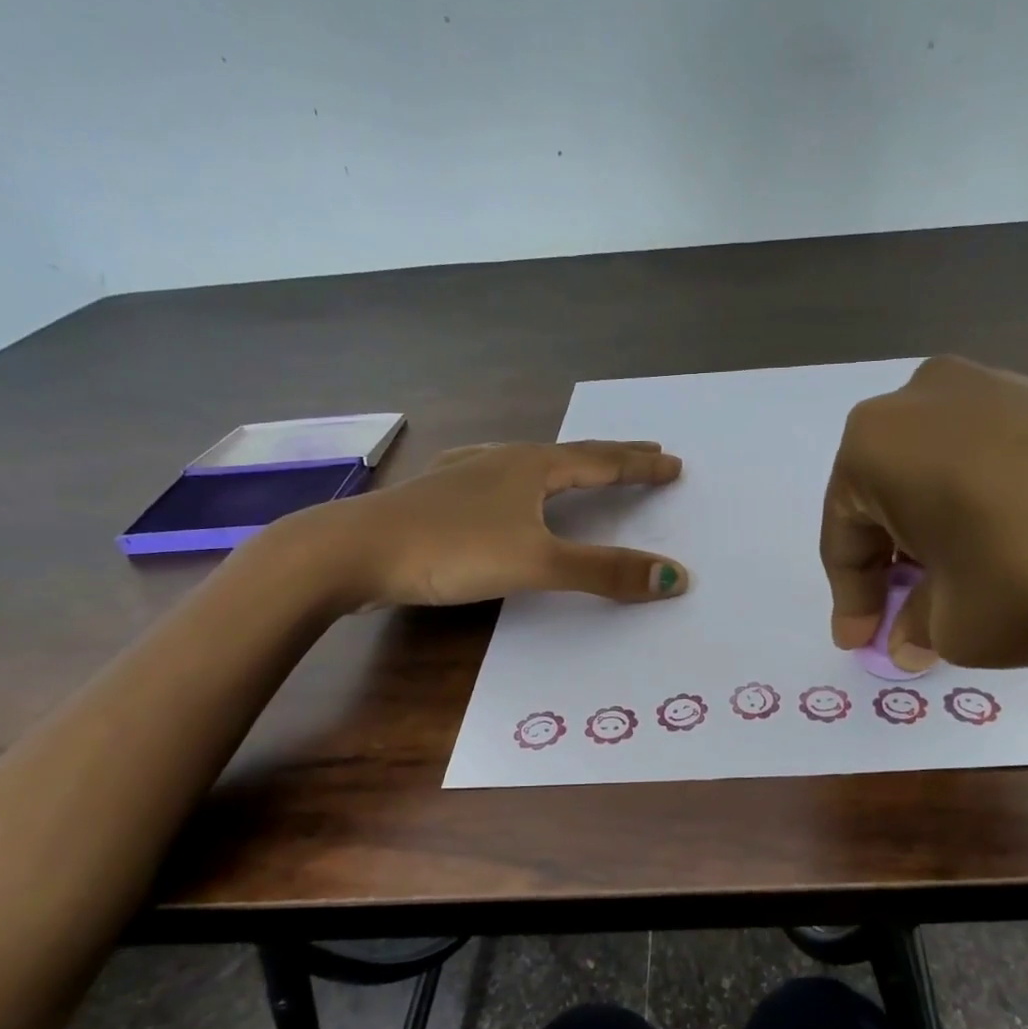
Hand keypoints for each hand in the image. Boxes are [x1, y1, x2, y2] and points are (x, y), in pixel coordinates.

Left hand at [276, 439, 690, 612]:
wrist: (351, 551)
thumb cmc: (450, 549)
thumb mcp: (536, 562)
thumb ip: (604, 572)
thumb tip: (676, 578)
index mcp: (532, 467)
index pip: (602, 461)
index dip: (640, 465)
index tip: (673, 463)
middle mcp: (502, 460)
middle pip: (570, 454)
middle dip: (612, 455)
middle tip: (645, 450)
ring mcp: (466, 474)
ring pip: (530, 463)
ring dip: (566, 466)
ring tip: (581, 466)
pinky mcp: (439, 495)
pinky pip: (498, 479)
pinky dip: (522, 481)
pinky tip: (503, 484)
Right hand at [820, 355, 1027, 668]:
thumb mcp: (957, 625)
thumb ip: (917, 627)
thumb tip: (912, 635)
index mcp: (876, 442)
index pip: (844, 535)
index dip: (851, 600)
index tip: (861, 646)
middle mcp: (922, 398)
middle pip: (887, 501)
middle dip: (892, 568)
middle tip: (904, 623)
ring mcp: (992, 387)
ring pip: (935, 480)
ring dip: (935, 541)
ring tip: (956, 596)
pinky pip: (984, 464)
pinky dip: (978, 514)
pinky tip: (1003, 558)